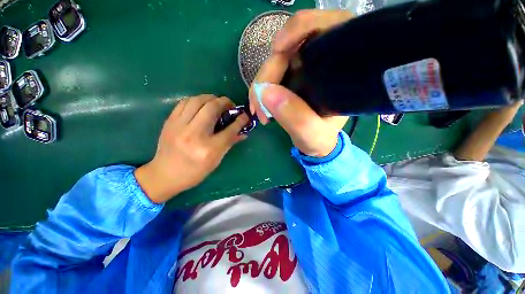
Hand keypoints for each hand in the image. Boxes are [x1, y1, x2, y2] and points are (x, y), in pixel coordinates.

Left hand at [135, 95, 248, 202]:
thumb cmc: (195, 171)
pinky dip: (196, 100)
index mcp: (209, 149)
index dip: (240, 120)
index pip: (230, 130)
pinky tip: (201, 105)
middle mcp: (194, 135)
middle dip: (225, 102)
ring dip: (211, 98)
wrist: (165, 175)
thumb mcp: (216, 160)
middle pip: (212, 108)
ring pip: (197, 101)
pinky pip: (184, 102)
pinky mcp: (170, 122)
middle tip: (230, 105)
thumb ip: (230, 143)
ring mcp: (179, 126)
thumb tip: (243, 132)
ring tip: (217, 102)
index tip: (245, 115)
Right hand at [248, 10, 351, 156]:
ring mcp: (302, 70)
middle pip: (287, 50)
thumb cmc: (320, 138)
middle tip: (259, 106)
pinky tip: (259, 104)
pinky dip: (260, 88)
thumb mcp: (312, 134)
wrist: (316, 143)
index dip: (297, 30)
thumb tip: (265, 92)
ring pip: (274, 64)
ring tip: (259, 111)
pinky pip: (270, 75)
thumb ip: (295, 117)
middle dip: (267, 76)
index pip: (321, 28)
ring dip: (260, 85)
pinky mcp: (290, 79)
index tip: (277, 49)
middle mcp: (320, 63)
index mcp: (338, 69)